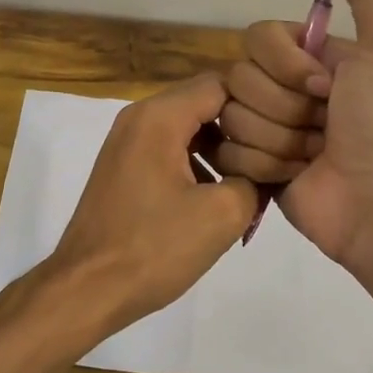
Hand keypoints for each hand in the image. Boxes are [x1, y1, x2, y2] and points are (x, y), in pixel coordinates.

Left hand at [42, 71, 258, 335]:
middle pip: (203, 101)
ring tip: (250, 178)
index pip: (222, 84)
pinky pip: (169, 147)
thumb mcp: (222, 214)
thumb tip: (261, 170)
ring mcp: (127, 141)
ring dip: (220, 146)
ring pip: (187, 125)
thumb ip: (254, 178)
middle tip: (273, 155)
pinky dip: (196, 161)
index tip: (285, 131)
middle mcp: (139, 117)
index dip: (259, 104)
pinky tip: (217, 194)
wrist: (87, 288)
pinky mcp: (124, 166)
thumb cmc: (154, 247)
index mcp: (159, 116)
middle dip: (241, 125)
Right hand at [217, 0, 372, 274]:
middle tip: (323, 127)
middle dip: (284, 107)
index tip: (325, 87)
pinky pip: (226, 151)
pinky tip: (294, 176)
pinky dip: (264, 166)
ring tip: (313, 156)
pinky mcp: (252, 166)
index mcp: (310, 57)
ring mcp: (266, 129)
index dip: (285, 64)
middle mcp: (284, 88)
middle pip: (238, 78)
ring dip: (278, 140)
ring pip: (230, 116)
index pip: (257, 37)